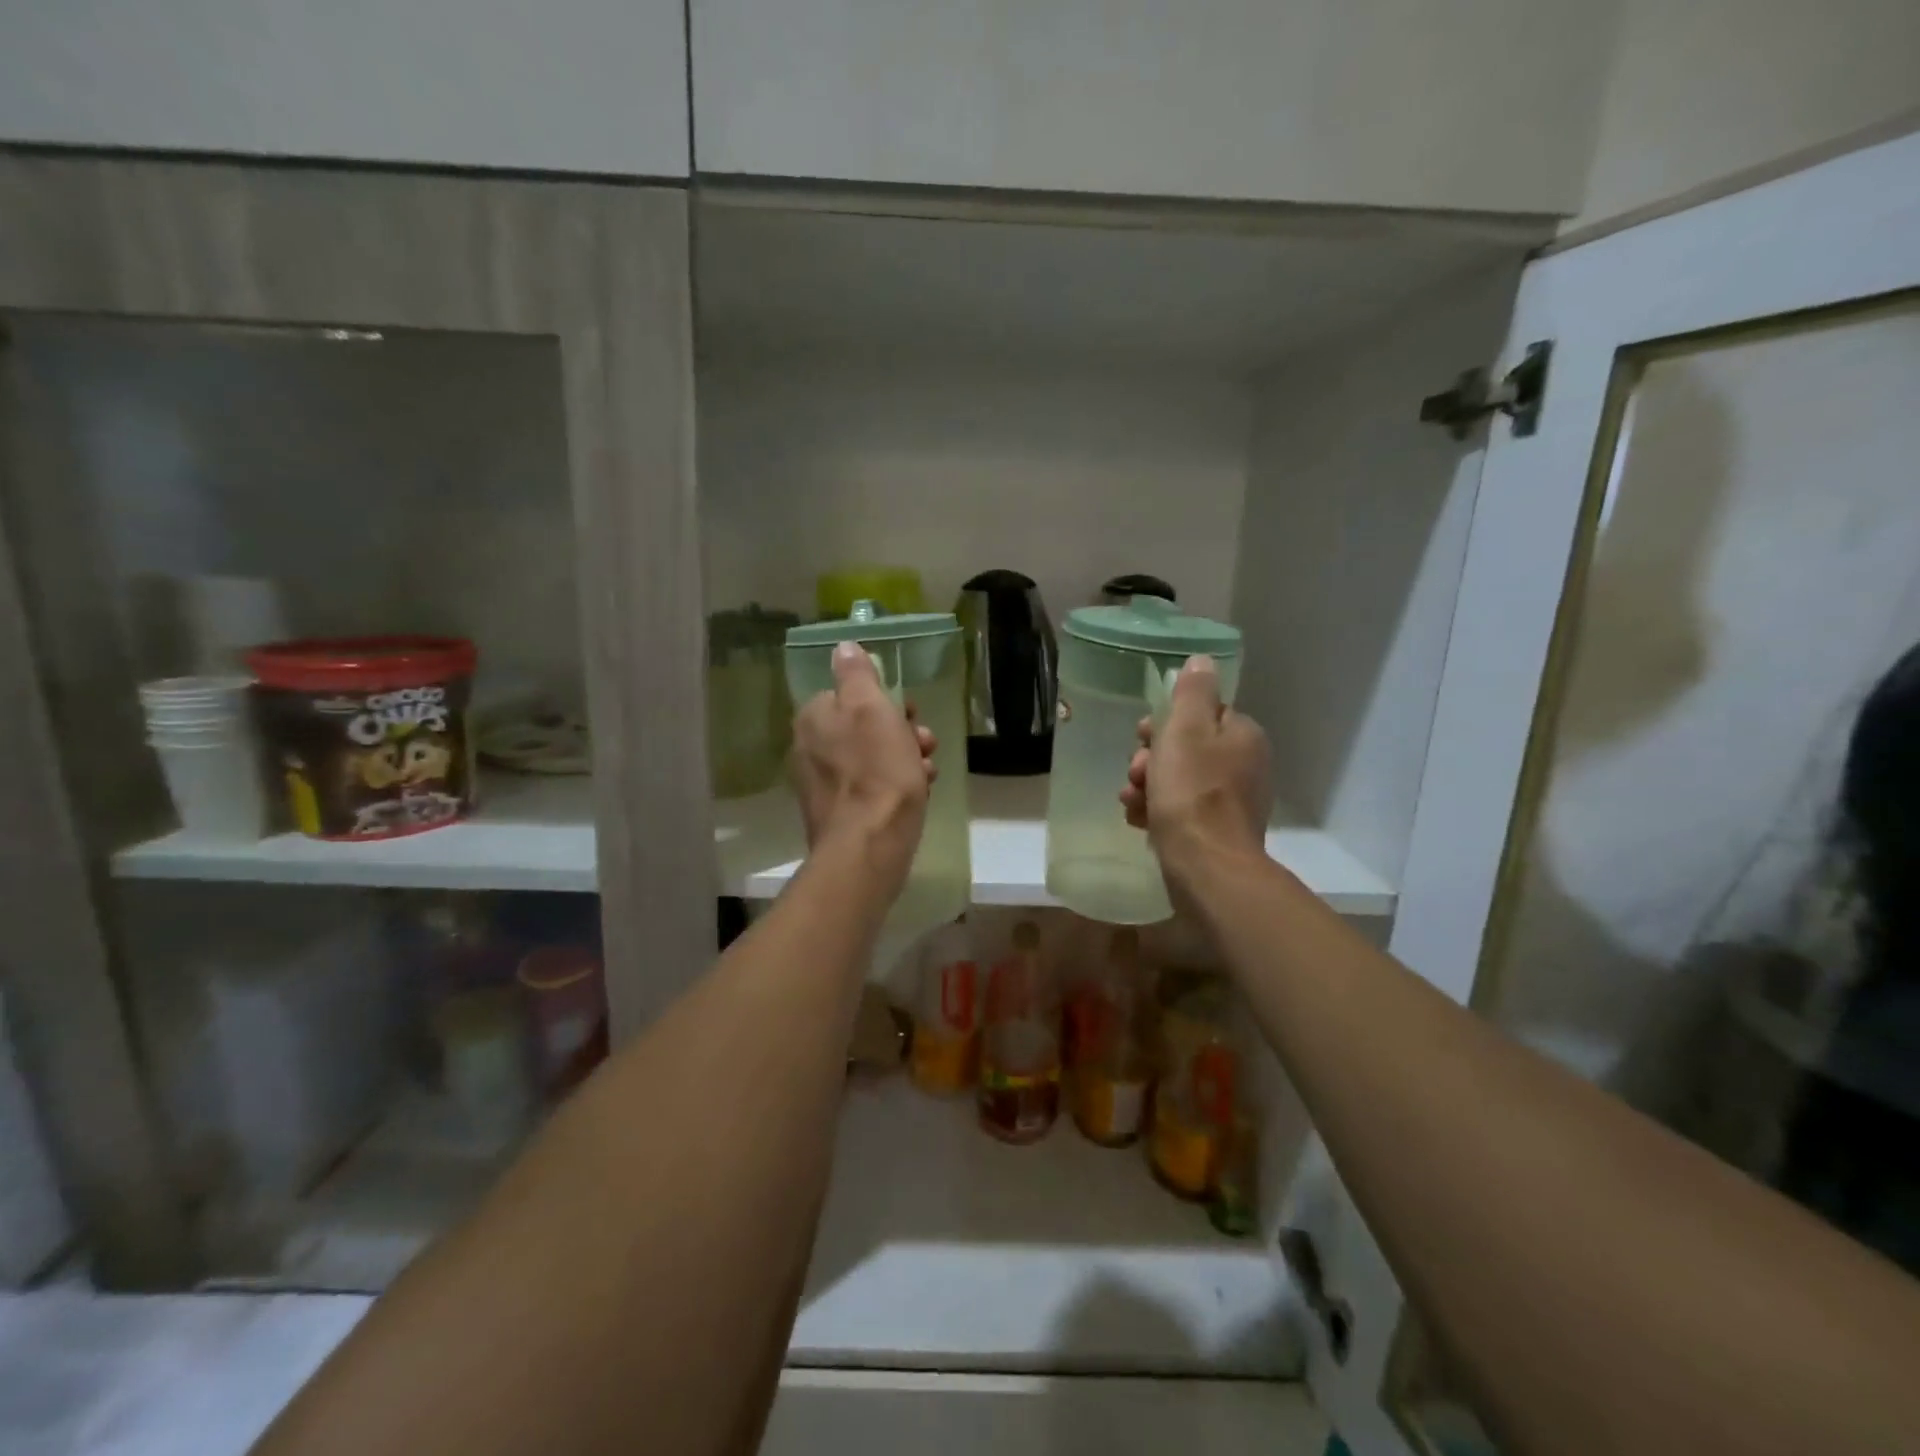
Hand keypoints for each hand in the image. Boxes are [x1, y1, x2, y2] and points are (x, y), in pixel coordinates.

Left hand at [792, 642, 936, 898]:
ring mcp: (822, 785)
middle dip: (900, 732)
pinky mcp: (838, 814)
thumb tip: (843, 647)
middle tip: (924, 742)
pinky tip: (919, 793)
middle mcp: (809, 749)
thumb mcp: (871, 708)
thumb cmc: (877, 770)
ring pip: (871, 759)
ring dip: (904, 759)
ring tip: (927, 771)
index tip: (910, 712)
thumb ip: (856, 675)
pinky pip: (870, 789)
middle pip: (862, 728)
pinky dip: (894, 787)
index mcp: (813, 719)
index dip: (884, 701)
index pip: (849, 695)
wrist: (870, 845)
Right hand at [1120, 656, 1271, 893]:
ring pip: (1178, 780)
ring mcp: (1232, 801)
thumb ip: (1192, 692)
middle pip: (1186, 748)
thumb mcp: (1186, 730)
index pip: (1201, 714)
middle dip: (1152, 758)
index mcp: (1242, 735)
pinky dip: (1157, 810)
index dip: (1165, 723)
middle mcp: (1244, 765)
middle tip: (1137, 773)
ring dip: (1148, 785)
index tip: (1142, 735)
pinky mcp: (1217, 831)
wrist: (1206, 865)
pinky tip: (1139, 820)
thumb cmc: (1192, 791)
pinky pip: (1181, 810)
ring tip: (1131, 799)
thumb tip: (1202, 660)